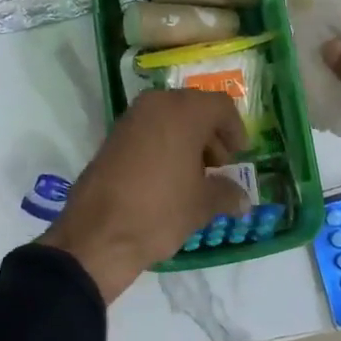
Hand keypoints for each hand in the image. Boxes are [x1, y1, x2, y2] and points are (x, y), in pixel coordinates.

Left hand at [46, 89, 248, 301]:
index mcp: (184, 111)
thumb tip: (243, 199)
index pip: (221, 106)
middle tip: (219, 167)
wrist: (97, 235)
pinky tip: (168, 178)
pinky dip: (164, 145)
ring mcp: (131, 119)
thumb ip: (227, 194)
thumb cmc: (160, 211)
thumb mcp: (202, 205)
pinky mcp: (113, 137)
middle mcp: (156, 104)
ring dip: (187, 140)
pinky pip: (149, 130)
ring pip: (170, 118)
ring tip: (195, 177)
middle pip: (194, 109)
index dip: (235, 130)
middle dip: (211, 135)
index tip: (240, 156)